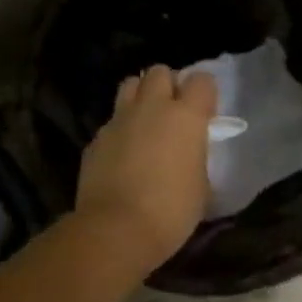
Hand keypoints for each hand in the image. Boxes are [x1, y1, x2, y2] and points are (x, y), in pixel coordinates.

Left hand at [76, 66, 218, 270]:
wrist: (116, 230)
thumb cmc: (172, 211)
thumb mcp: (201, 186)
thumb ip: (196, 158)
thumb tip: (189, 156)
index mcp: (186, 116)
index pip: (202, 81)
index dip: (205, 93)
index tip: (205, 113)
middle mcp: (152, 108)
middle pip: (160, 72)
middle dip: (168, 85)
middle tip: (172, 111)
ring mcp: (119, 120)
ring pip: (130, 85)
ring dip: (140, 97)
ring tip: (145, 122)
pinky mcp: (96, 139)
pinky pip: (111, 121)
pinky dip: (120, 130)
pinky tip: (123, 154)